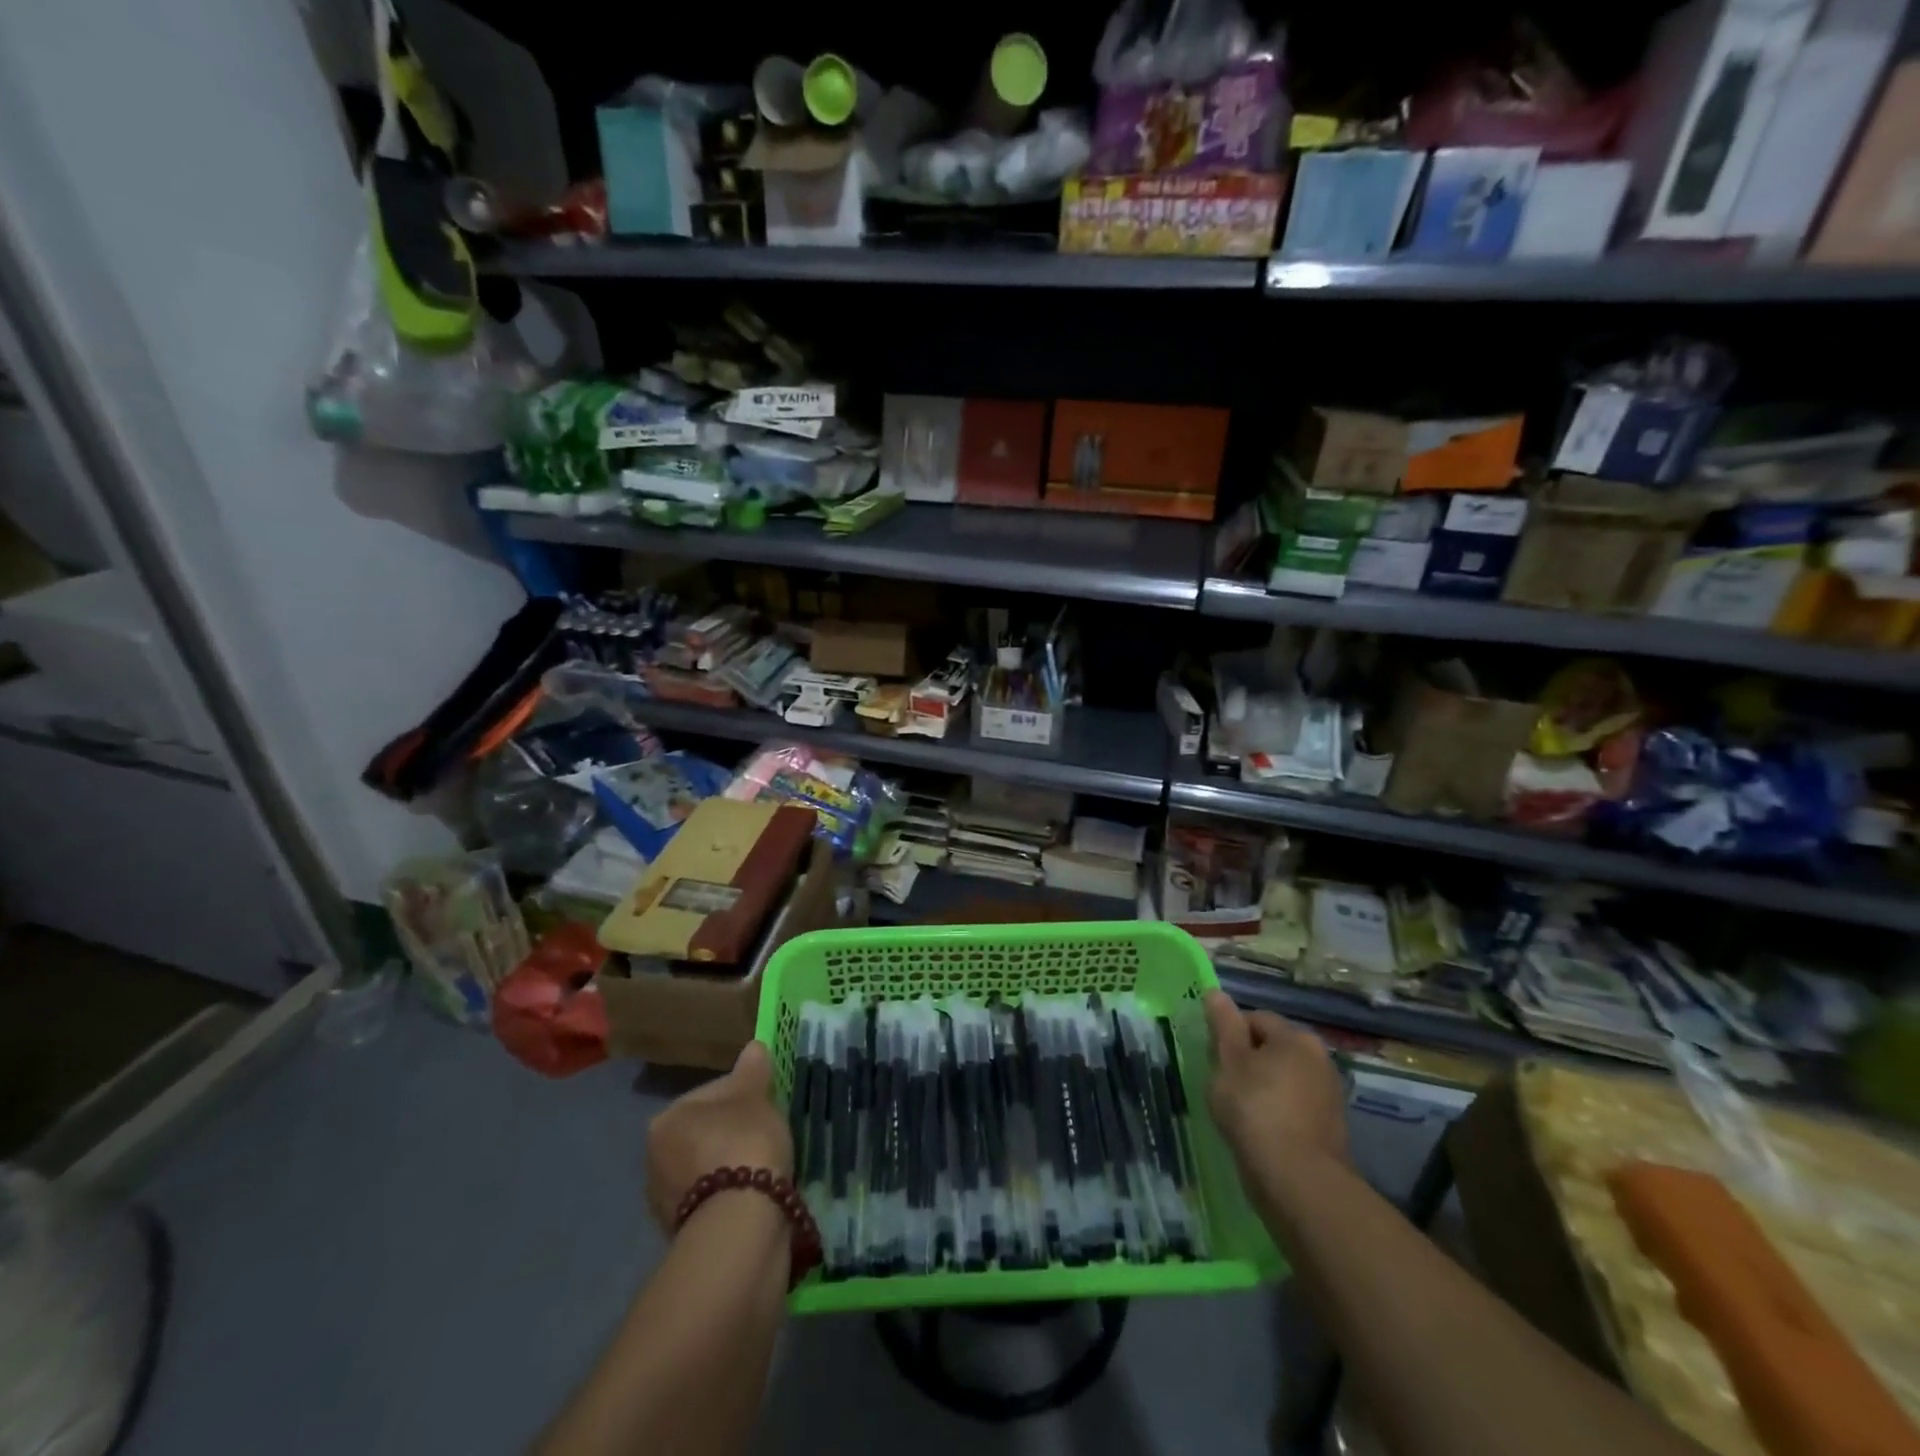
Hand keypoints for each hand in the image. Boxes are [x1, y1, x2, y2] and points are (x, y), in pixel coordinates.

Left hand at [645, 1041, 792, 1231]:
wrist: (739, 1224)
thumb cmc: (743, 1144)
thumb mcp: (755, 1096)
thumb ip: (753, 1070)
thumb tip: (753, 1046)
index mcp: (666, 1119)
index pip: (711, 1094)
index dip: (744, 1094)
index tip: (768, 1104)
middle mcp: (654, 1159)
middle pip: (705, 1132)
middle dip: (734, 1132)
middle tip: (767, 1135)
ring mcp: (664, 1201)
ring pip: (707, 1168)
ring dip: (731, 1166)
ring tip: (765, 1169)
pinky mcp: (681, 1233)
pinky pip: (712, 1200)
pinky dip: (730, 1195)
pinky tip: (754, 1196)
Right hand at [1203, 991, 1348, 1179]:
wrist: (1297, 1180)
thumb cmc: (1255, 1109)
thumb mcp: (1228, 1061)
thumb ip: (1223, 1025)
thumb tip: (1216, 993)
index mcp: (1297, 1037)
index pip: (1255, 1019)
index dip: (1229, 1035)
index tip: (1215, 1060)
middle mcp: (1320, 1059)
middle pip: (1272, 1048)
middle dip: (1247, 1062)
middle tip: (1224, 1085)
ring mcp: (1329, 1095)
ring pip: (1283, 1079)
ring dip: (1262, 1088)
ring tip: (1239, 1112)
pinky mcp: (1330, 1128)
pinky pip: (1294, 1107)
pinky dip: (1276, 1113)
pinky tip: (1260, 1131)